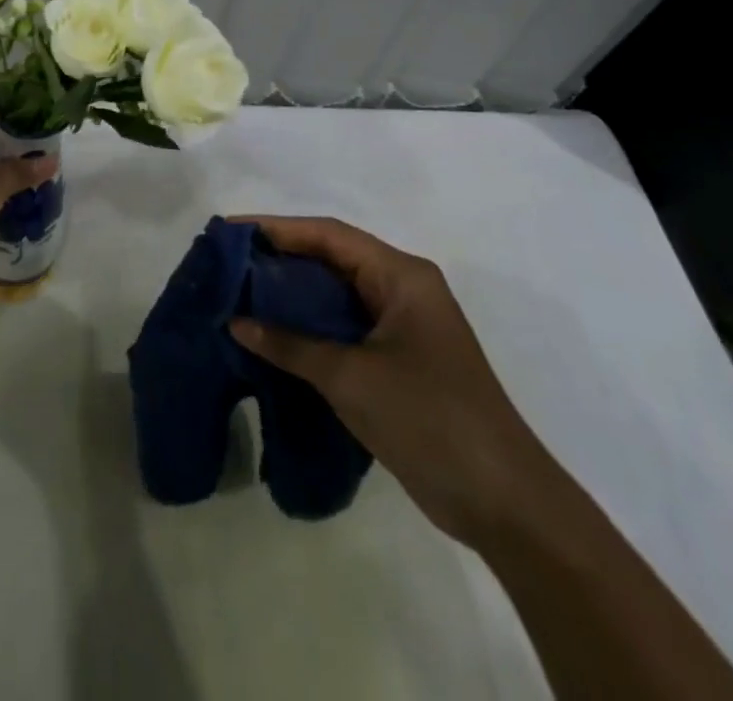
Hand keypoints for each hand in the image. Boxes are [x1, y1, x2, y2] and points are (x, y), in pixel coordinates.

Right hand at [229, 216, 555, 548]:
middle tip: (227, 264)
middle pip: (331, 258)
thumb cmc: (430, 420)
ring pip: (335, 294)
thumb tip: (236, 322)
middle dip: (279, 258)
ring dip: (291, 294)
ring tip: (239, 295)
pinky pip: (343, 327)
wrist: (506, 504)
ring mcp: (402, 325)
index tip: (229, 232)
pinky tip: (271, 336)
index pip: (328, 234)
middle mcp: (403, 289)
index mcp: (401, 275)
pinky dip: (308, 327)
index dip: (276, 229)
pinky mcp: (398, 359)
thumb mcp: (351, 377)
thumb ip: (290, 345)